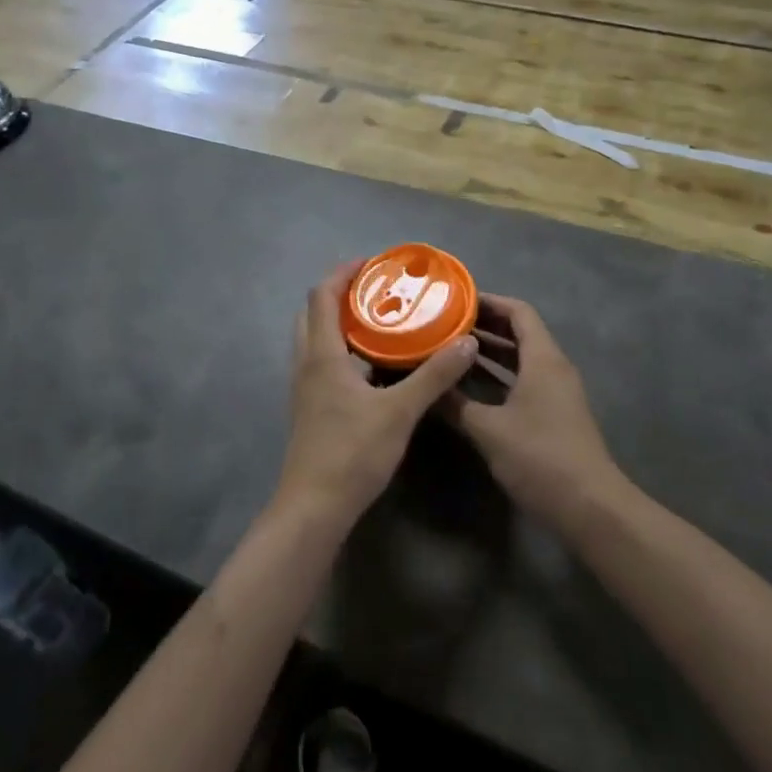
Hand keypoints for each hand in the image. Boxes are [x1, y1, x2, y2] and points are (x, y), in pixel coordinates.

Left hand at [276, 262, 479, 533]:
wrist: (314, 508)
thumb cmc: (352, 453)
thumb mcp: (400, 412)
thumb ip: (434, 375)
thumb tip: (466, 340)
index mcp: (322, 354)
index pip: (322, 295)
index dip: (343, 272)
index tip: (373, 263)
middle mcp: (307, 363)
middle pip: (314, 312)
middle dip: (341, 293)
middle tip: (378, 289)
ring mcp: (305, 387)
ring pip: (315, 337)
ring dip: (340, 321)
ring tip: (380, 319)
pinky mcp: (311, 407)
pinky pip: (322, 361)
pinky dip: (342, 348)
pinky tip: (374, 364)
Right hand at [444, 295, 627, 537]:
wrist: (589, 508)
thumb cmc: (540, 457)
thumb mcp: (488, 429)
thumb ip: (456, 404)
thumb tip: (426, 385)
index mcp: (543, 358)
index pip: (518, 312)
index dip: (488, 302)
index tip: (455, 301)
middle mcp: (553, 367)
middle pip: (520, 332)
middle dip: (484, 326)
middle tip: (445, 323)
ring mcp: (557, 392)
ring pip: (521, 358)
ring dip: (490, 352)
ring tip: (451, 348)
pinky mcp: (555, 414)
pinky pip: (524, 380)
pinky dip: (499, 375)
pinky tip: (471, 386)